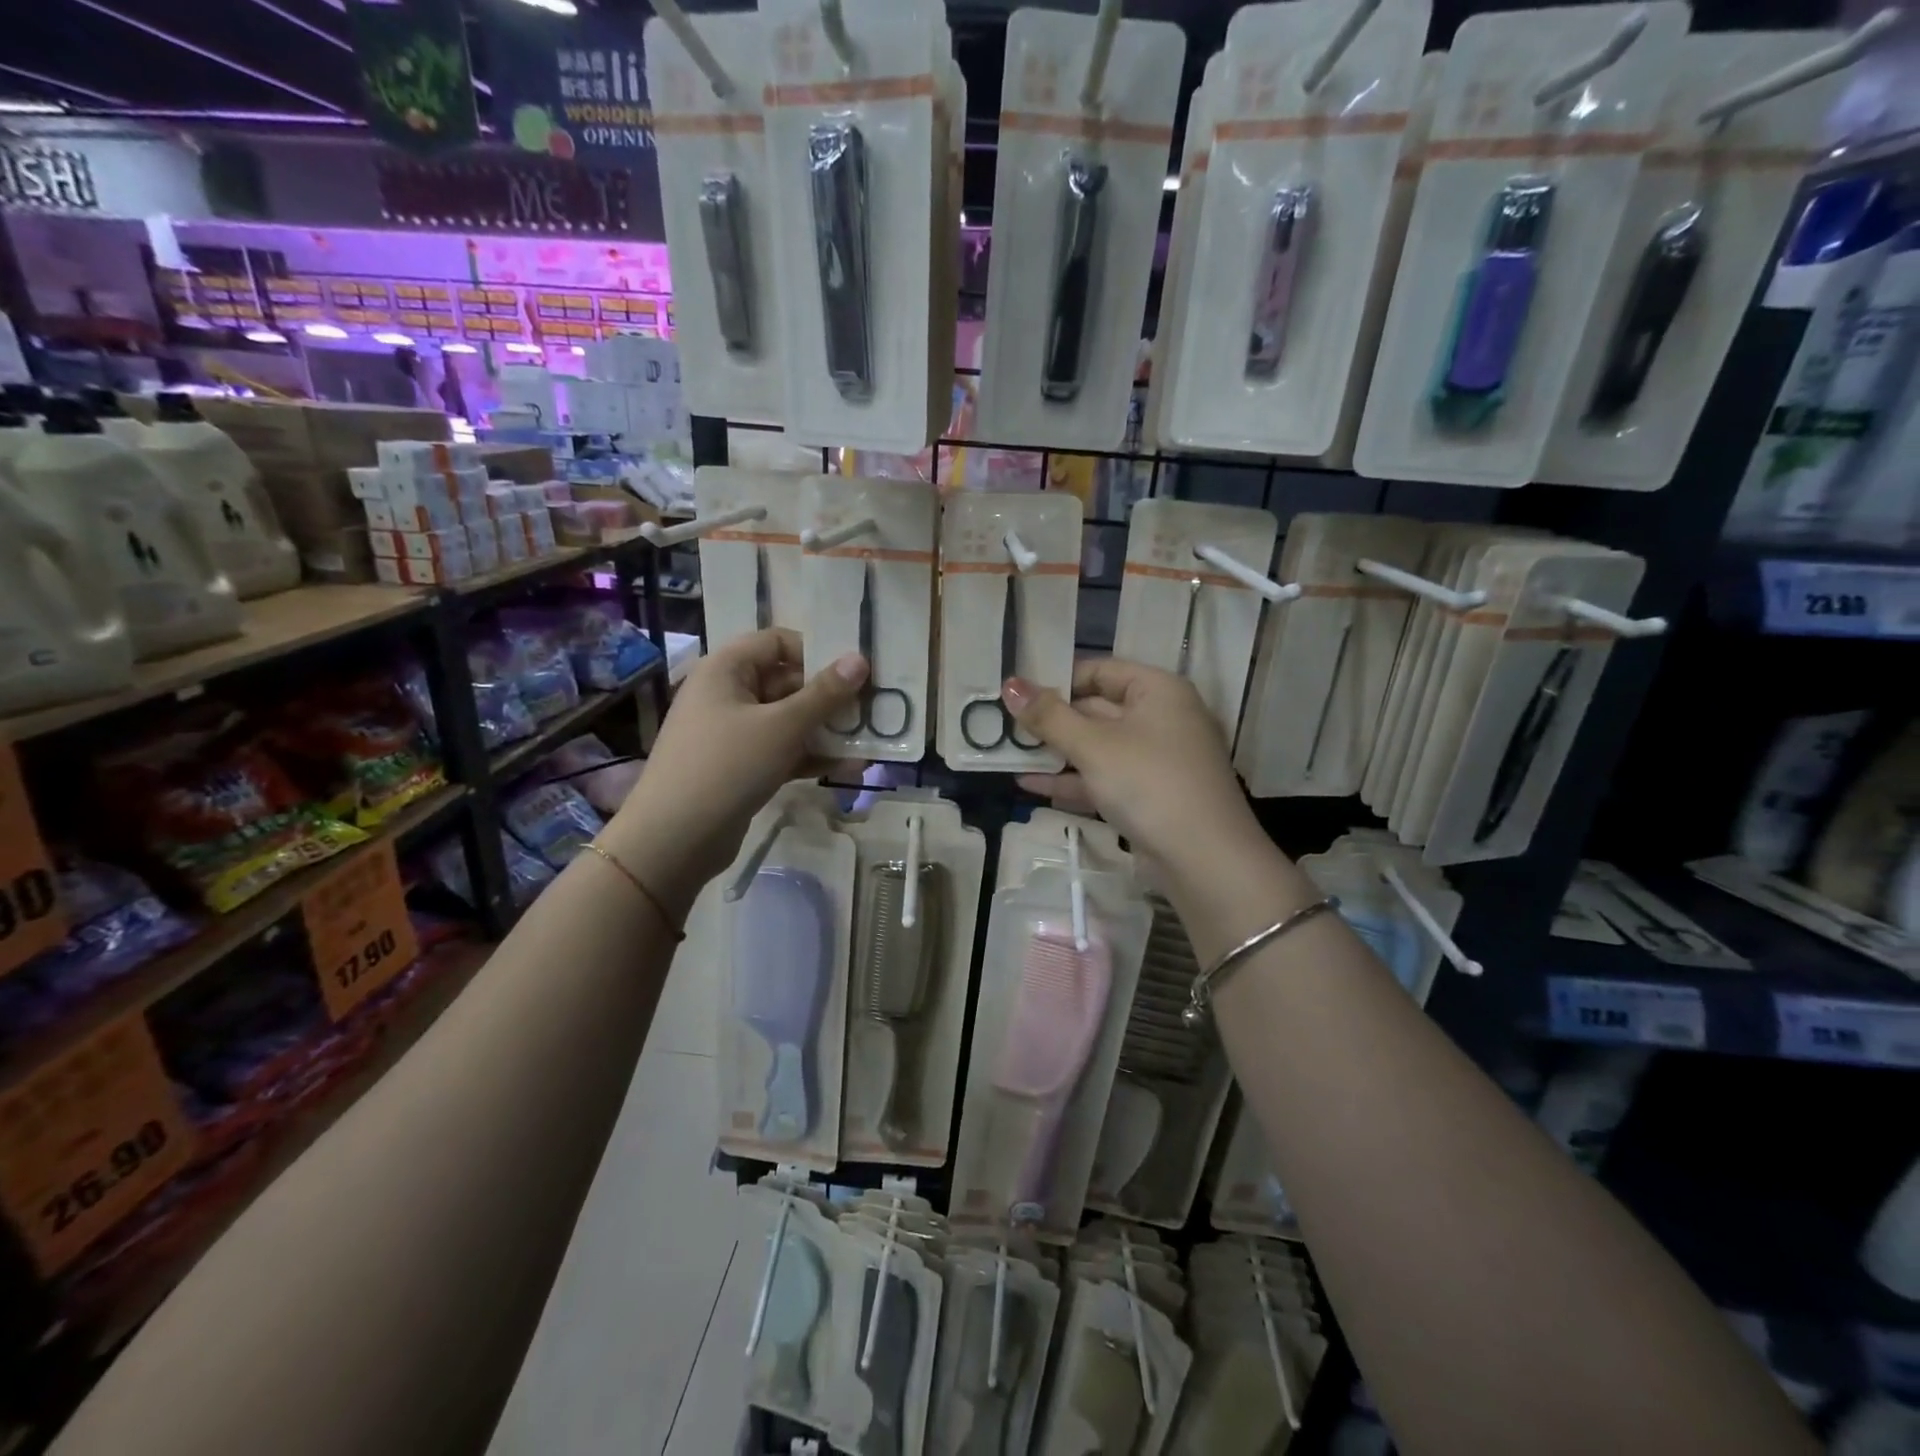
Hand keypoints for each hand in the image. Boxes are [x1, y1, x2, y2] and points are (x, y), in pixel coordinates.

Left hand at [603, 630, 865, 916]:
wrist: (674, 838)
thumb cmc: (727, 766)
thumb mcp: (783, 726)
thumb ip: (825, 694)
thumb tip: (860, 659)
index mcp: (726, 669)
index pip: (777, 642)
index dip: (816, 653)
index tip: (853, 674)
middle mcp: (726, 694)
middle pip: (786, 682)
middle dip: (828, 697)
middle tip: (870, 711)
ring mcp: (731, 733)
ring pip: (787, 720)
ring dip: (825, 730)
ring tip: (867, 742)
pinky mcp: (738, 767)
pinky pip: (780, 750)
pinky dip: (809, 755)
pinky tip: (847, 767)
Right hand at [1005, 659, 1270, 887]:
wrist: (1204, 859)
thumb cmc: (1148, 783)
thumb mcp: (1093, 746)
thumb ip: (1048, 716)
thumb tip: (1009, 684)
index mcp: (1158, 690)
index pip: (1100, 670)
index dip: (1057, 680)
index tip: (1017, 694)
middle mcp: (1161, 718)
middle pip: (1097, 708)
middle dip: (1052, 720)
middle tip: (1003, 725)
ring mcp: (1157, 759)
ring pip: (1098, 747)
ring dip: (1056, 752)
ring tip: (1008, 754)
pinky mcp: (1150, 795)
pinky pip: (1105, 777)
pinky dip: (1072, 780)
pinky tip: (1030, 785)